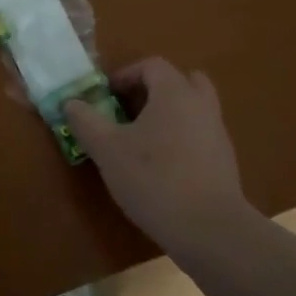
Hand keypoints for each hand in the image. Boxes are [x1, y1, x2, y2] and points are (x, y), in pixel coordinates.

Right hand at [63, 59, 256, 253]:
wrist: (209, 230)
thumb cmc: (153, 179)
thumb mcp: (107, 149)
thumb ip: (85, 121)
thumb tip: (71, 102)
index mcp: (175, 93)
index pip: (152, 65)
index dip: (125, 75)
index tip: (106, 97)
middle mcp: (201, 106)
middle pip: (181, 81)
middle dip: (153, 90)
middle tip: (129, 110)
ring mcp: (217, 134)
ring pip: (193, 109)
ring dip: (168, 115)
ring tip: (141, 140)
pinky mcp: (224, 162)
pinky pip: (200, 135)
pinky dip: (181, 139)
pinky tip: (161, 167)